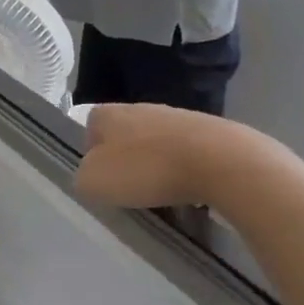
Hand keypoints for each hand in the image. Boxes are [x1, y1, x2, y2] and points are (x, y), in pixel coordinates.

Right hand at [76, 103, 277, 210]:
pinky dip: (186, 172)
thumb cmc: (146, 169)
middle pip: (125, 137)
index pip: (89, 130)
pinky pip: (187, 154)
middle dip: (128, 163)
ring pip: (156, 146)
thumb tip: (92, 176)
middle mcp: (140, 107)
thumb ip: (83, 178)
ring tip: (165, 196)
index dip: (92, 156)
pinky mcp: (209, 130)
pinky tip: (192, 191)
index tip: (103, 180)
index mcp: (108, 114)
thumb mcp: (93, 182)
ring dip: (157, 168)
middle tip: (132, 191)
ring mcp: (177, 116)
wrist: (220, 161)